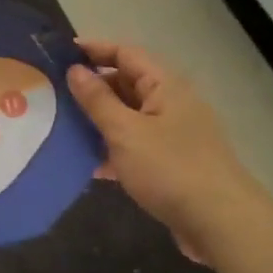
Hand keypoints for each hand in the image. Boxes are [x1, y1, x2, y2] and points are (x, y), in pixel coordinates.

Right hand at [66, 39, 259, 261]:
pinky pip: (135, 146)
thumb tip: (75, 70)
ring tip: (60, 127)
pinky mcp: (171, 163)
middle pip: (126, 84)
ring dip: (98, 120)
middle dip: (91, 87)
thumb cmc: (169, 168)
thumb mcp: (125, 131)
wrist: (219, 222)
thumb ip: (98, 100)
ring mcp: (173, 134)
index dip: (93, 50)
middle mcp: (171, 104)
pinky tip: (88, 164)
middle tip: (52, 94)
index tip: (59, 54)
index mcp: (164, 86)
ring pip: (128, 117)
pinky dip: (112, 149)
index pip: (125, 54)